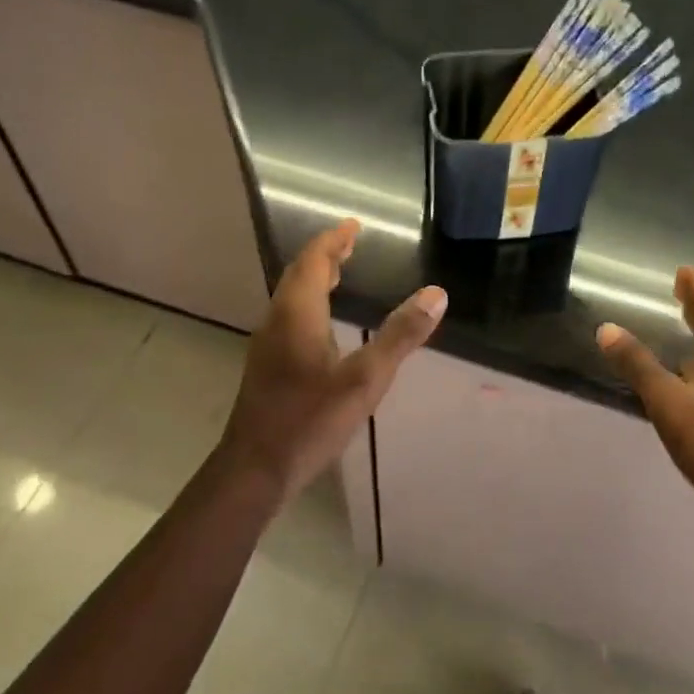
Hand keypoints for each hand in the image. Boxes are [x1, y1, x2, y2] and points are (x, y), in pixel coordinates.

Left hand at [219, 220, 446, 497]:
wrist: (256, 468)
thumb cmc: (310, 420)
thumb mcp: (365, 379)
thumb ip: (401, 336)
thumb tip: (436, 294)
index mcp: (297, 314)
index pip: (313, 261)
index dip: (333, 240)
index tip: (353, 224)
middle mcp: (276, 321)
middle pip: (298, 275)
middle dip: (324, 256)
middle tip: (351, 244)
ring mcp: (267, 345)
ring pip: (290, 297)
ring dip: (315, 279)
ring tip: (340, 274)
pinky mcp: (267, 366)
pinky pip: (289, 317)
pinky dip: (309, 303)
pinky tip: (324, 324)